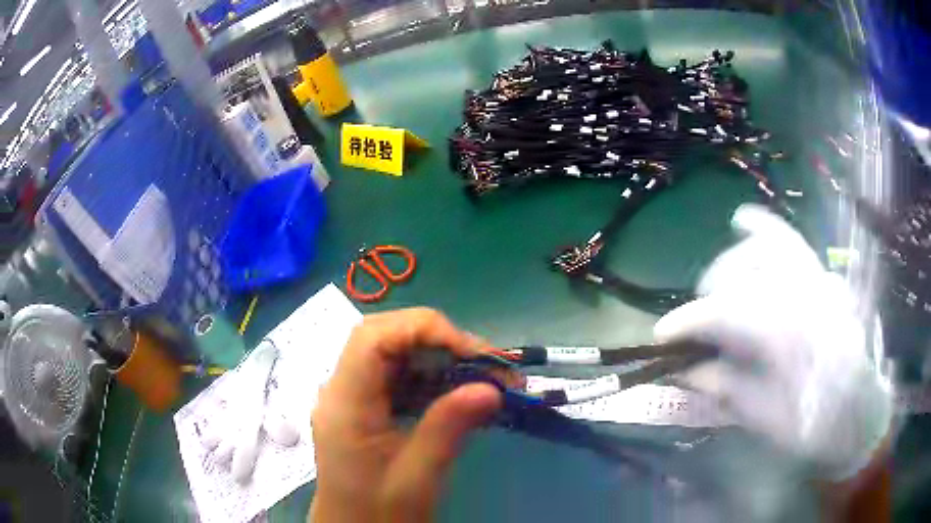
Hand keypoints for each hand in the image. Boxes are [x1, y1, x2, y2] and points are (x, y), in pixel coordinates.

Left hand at [310, 308, 503, 522]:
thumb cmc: (379, 512)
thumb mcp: (416, 477)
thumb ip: (448, 428)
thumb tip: (492, 388)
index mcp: (345, 403)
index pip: (373, 337)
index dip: (423, 329)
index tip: (472, 352)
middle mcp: (341, 390)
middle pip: (384, 337)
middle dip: (437, 340)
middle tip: (484, 363)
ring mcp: (351, 397)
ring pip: (393, 354)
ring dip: (438, 359)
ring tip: (482, 377)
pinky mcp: (364, 407)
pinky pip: (397, 377)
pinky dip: (430, 378)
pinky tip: (457, 394)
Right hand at [654, 204, 892, 479]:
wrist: (861, 417)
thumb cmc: (816, 429)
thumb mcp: (768, 421)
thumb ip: (727, 388)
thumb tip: (682, 369)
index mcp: (795, 338)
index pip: (730, 313)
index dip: (689, 321)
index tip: (659, 335)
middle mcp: (809, 296)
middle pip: (747, 274)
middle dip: (711, 294)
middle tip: (695, 324)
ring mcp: (821, 280)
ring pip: (768, 249)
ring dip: (732, 263)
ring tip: (716, 285)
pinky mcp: (827, 278)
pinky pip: (794, 243)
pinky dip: (766, 230)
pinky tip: (744, 222)